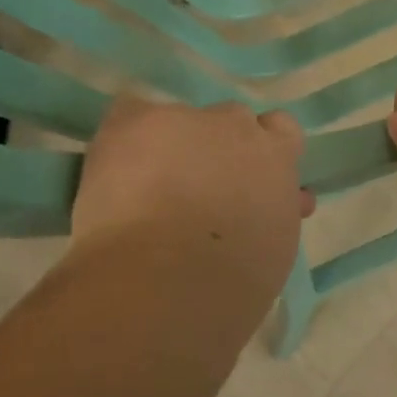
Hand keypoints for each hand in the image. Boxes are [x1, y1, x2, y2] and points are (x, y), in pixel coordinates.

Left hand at [70, 97, 313, 286]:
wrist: (169, 280)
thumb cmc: (232, 283)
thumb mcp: (273, 247)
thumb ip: (273, 213)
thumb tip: (270, 207)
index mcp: (278, 159)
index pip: (282, 130)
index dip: (263, 151)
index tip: (250, 178)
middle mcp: (238, 128)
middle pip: (231, 122)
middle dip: (219, 148)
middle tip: (199, 189)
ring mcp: (187, 120)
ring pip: (180, 120)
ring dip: (172, 145)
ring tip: (146, 186)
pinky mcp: (138, 122)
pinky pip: (130, 114)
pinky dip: (124, 139)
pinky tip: (115, 170)